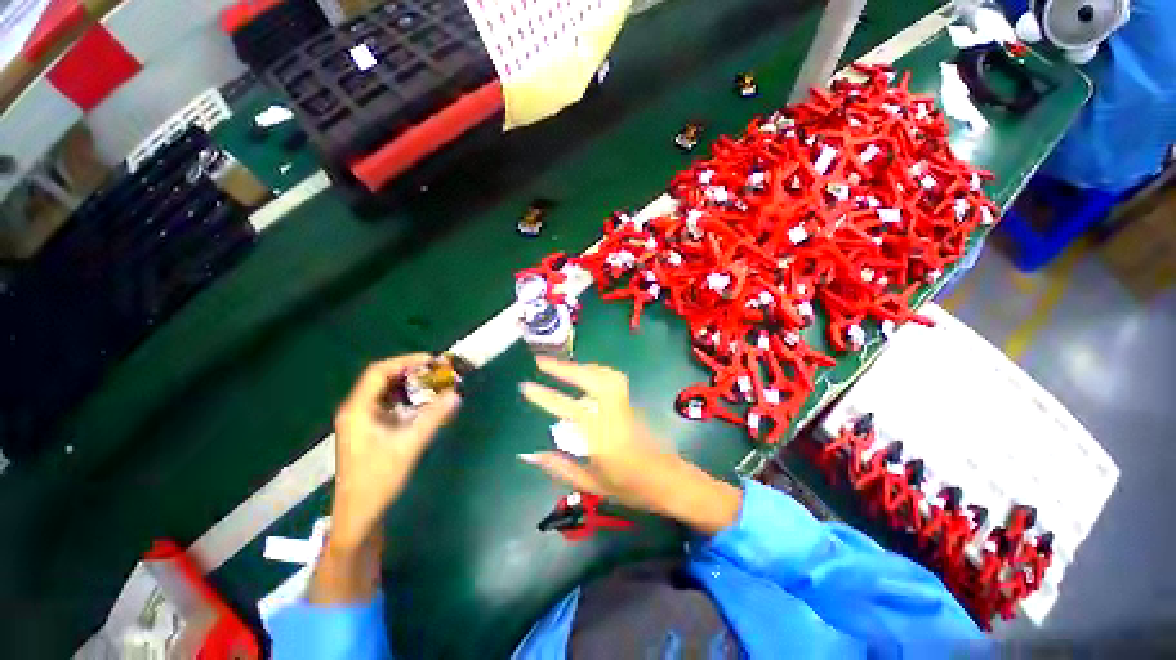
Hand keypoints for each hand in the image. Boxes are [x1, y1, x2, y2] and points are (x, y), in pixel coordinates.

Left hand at [330, 354, 460, 550]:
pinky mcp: (368, 432)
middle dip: (411, 372)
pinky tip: (425, 406)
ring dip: (411, 386)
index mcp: (358, 410)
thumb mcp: (409, 446)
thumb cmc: (378, 480)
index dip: (405, 361)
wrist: (359, 516)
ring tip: (435, 385)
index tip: (432, 360)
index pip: (379, 372)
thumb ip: (433, 418)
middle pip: (382, 380)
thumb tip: (456, 394)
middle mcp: (356, 411)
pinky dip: (408, 401)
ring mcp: (361, 422)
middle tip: (438, 372)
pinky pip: (389, 406)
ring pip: (386, 393)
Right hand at [519, 357, 740, 534]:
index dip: (546, 397)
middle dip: (565, 368)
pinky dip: (595, 370)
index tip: (526, 386)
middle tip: (541, 361)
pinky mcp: (631, 402)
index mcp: (603, 439)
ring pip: (605, 374)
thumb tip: (529, 453)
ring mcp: (626, 405)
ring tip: (561, 366)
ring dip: (581, 366)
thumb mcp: (592, 485)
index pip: (570, 410)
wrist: (669, 481)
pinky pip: (612, 378)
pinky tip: (585, 375)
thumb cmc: (631, 488)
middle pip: (592, 380)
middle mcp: (615, 415)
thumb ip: (560, 467)